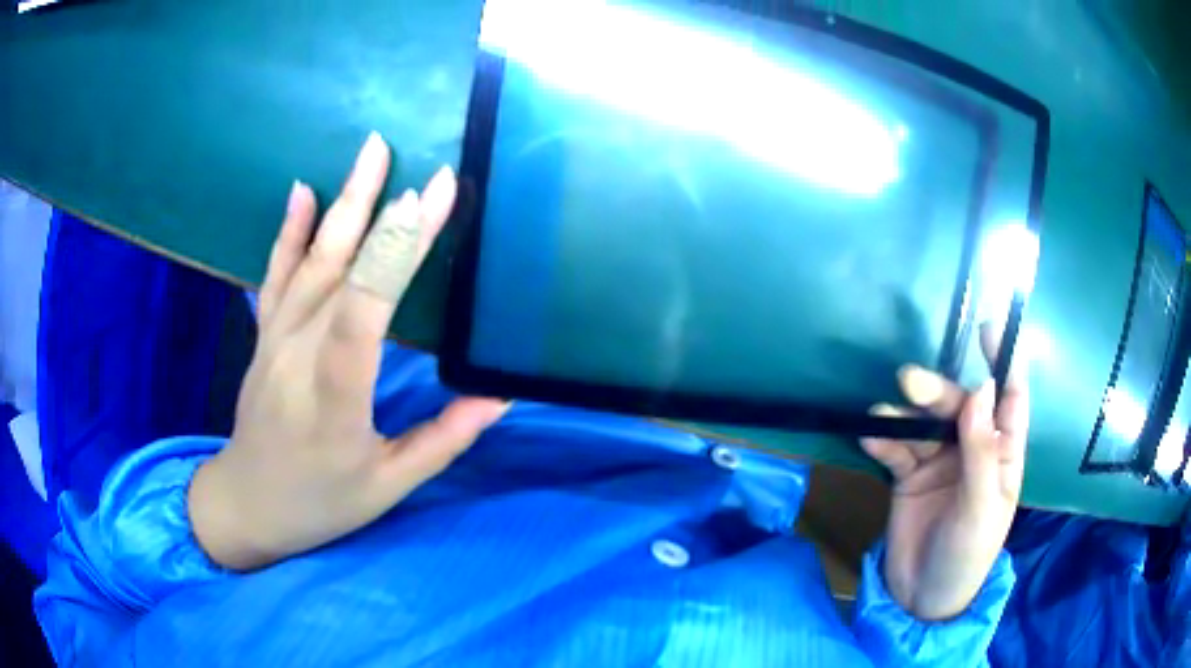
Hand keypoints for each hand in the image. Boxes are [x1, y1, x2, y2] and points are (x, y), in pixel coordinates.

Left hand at [188, 133, 507, 570]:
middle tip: (419, 164)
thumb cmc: (320, 502)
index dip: (393, 255)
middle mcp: (297, 358)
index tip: (426, 203)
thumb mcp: (388, 487)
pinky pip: (275, 274)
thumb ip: (443, 440)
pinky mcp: (264, 335)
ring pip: (310, 261)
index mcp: (334, 402)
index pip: (362, 316)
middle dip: (383, 213)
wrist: (247, 503)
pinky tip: (302, 190)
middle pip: (339, 273)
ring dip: (343, 202)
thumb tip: (497, 396)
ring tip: (371, 152)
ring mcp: (274, 340)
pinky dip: (289, 230)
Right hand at [861, 324, 1028, 620]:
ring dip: (906, 415)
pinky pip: (898, 450)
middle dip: (938, 392)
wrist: (922, 599)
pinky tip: (870, 437)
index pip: (1011, 398)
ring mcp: (940, 462)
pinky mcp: (910, 477)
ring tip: (883, 413)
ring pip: (926, 424)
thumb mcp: (981, 507)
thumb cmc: (967, 555)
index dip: (1005, 360)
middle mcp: (974, 449)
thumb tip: (981, 389)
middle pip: (960, 406)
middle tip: (910, 382)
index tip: (989, 325)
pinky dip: (884, 441)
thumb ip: (982, 450)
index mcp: (1003, 454)